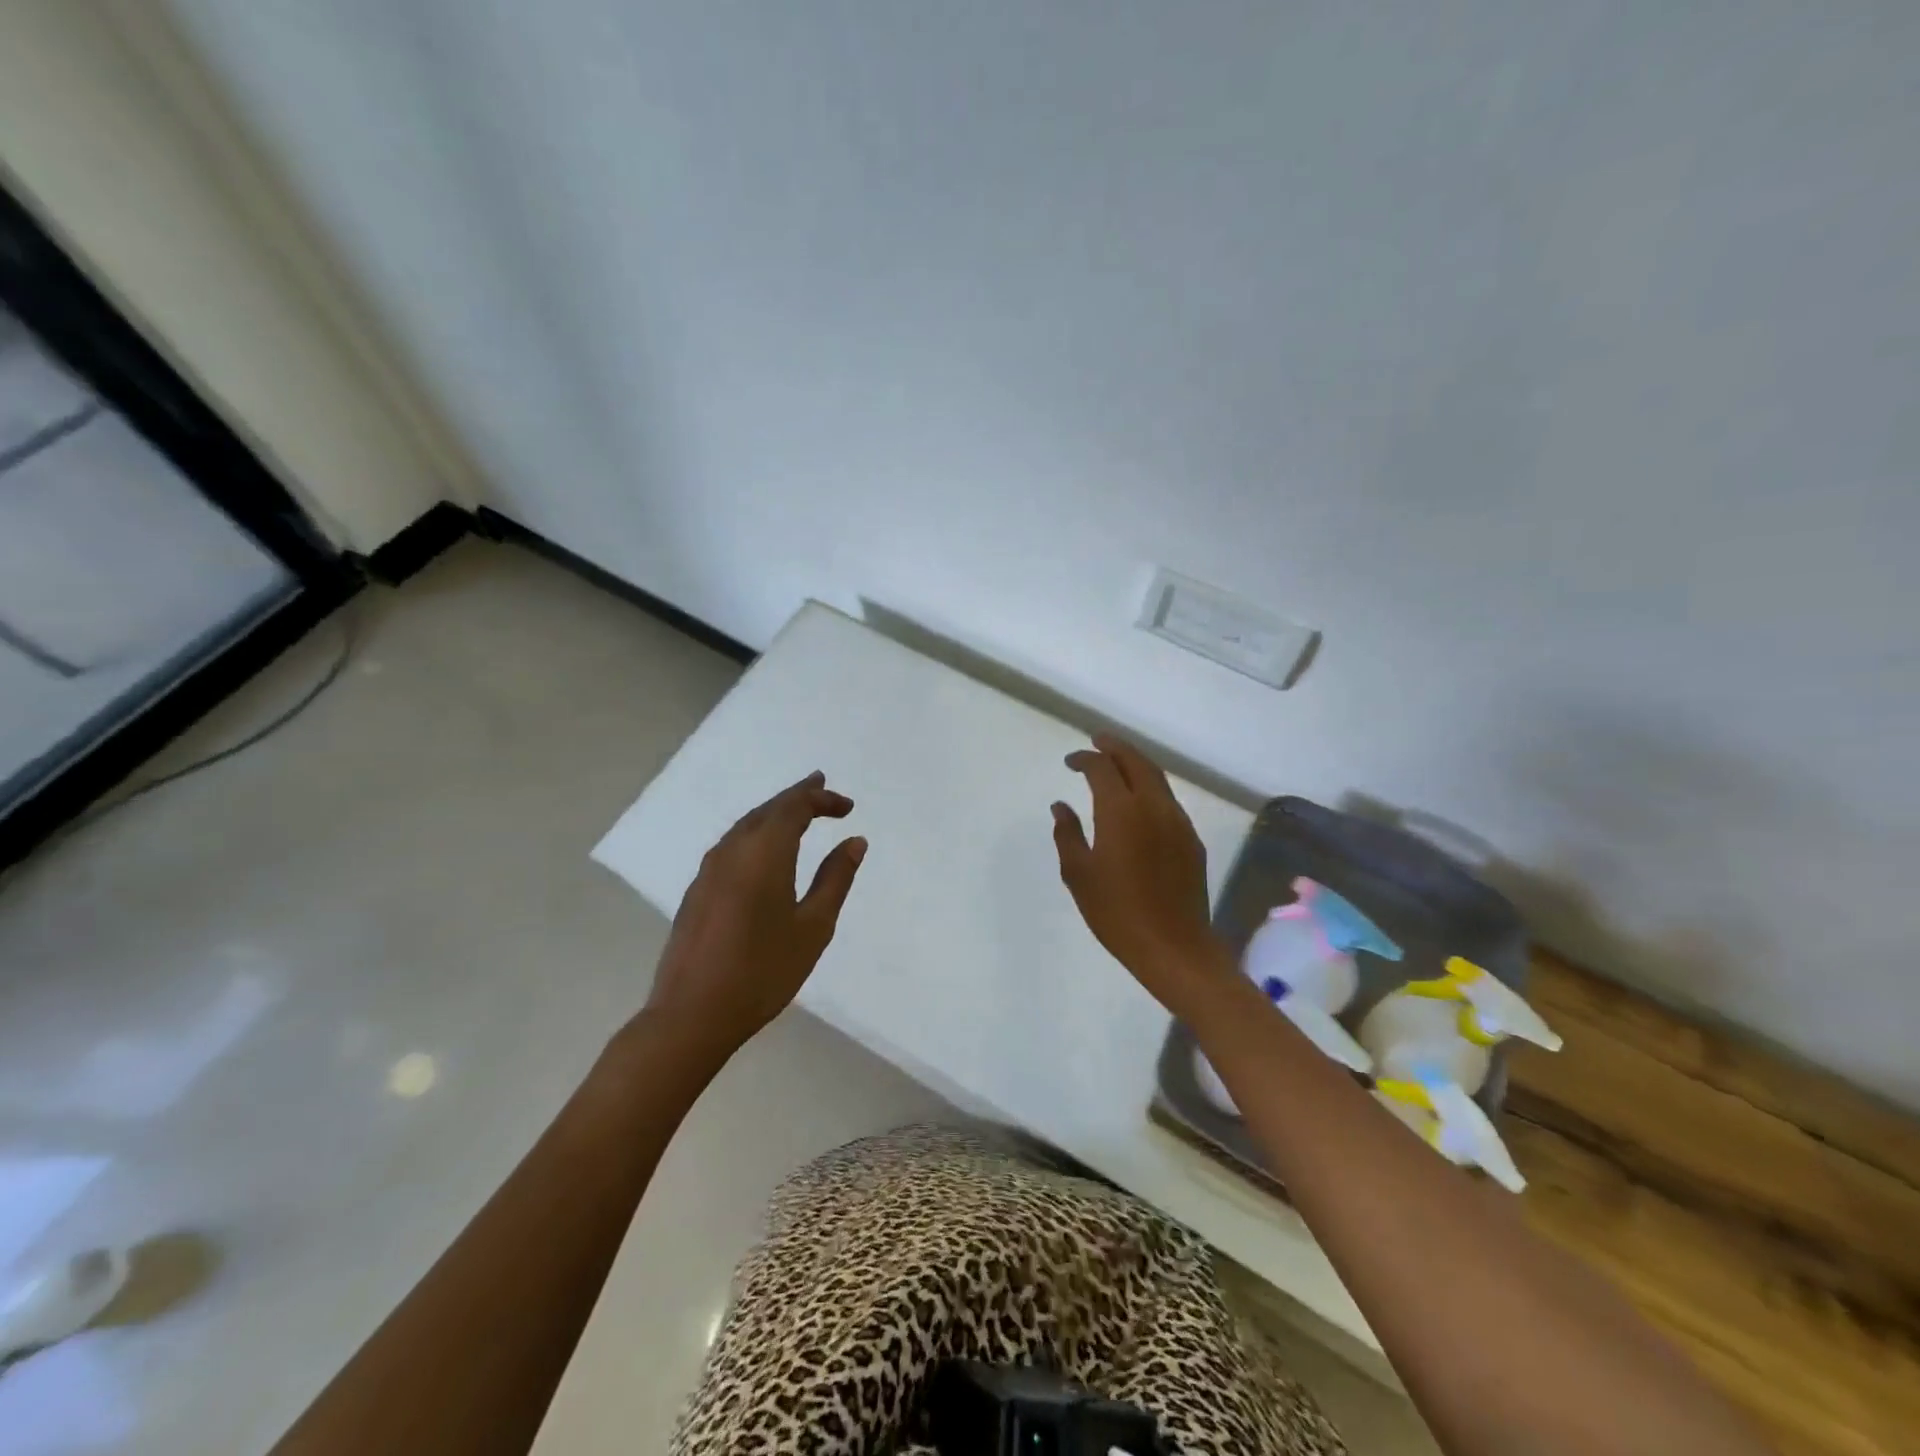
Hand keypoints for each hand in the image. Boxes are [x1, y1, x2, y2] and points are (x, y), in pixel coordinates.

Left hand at [644, 771, 866, 1056]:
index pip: (795, 807)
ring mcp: (709, 869)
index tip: (848, 807)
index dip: (823, 799)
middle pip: (768, 809)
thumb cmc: (763, 970)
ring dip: (775, 813)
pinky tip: (765, 850)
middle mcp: (732, 849)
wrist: (691, 1014)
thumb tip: (854, 842)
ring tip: (799, 812)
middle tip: (823, 789)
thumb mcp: (813, 926)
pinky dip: (756, 833)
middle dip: (798, 796)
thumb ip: (835, 878)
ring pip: (746, 825)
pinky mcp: (697, 890)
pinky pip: (732, 844)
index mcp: (763, 852)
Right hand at [1051, 736, 1233, 1016]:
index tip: (1070, 761)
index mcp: (1121, 811)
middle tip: (1097, 741)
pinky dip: (1150, 787)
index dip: (1084, 758)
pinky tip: (1138, 801)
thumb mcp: (1079, 874)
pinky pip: (1168, 800)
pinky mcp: (1191, 840)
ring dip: (1135, 763)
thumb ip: (1067, 834)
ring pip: (1157, 778)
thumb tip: (1061, 806)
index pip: (1102, 768)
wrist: (1174, 947)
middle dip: (1115, 747)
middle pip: (1136, 761)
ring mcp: (1177, 822)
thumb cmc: (1117, 913)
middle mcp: (1153, 807)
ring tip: (1117, 763)